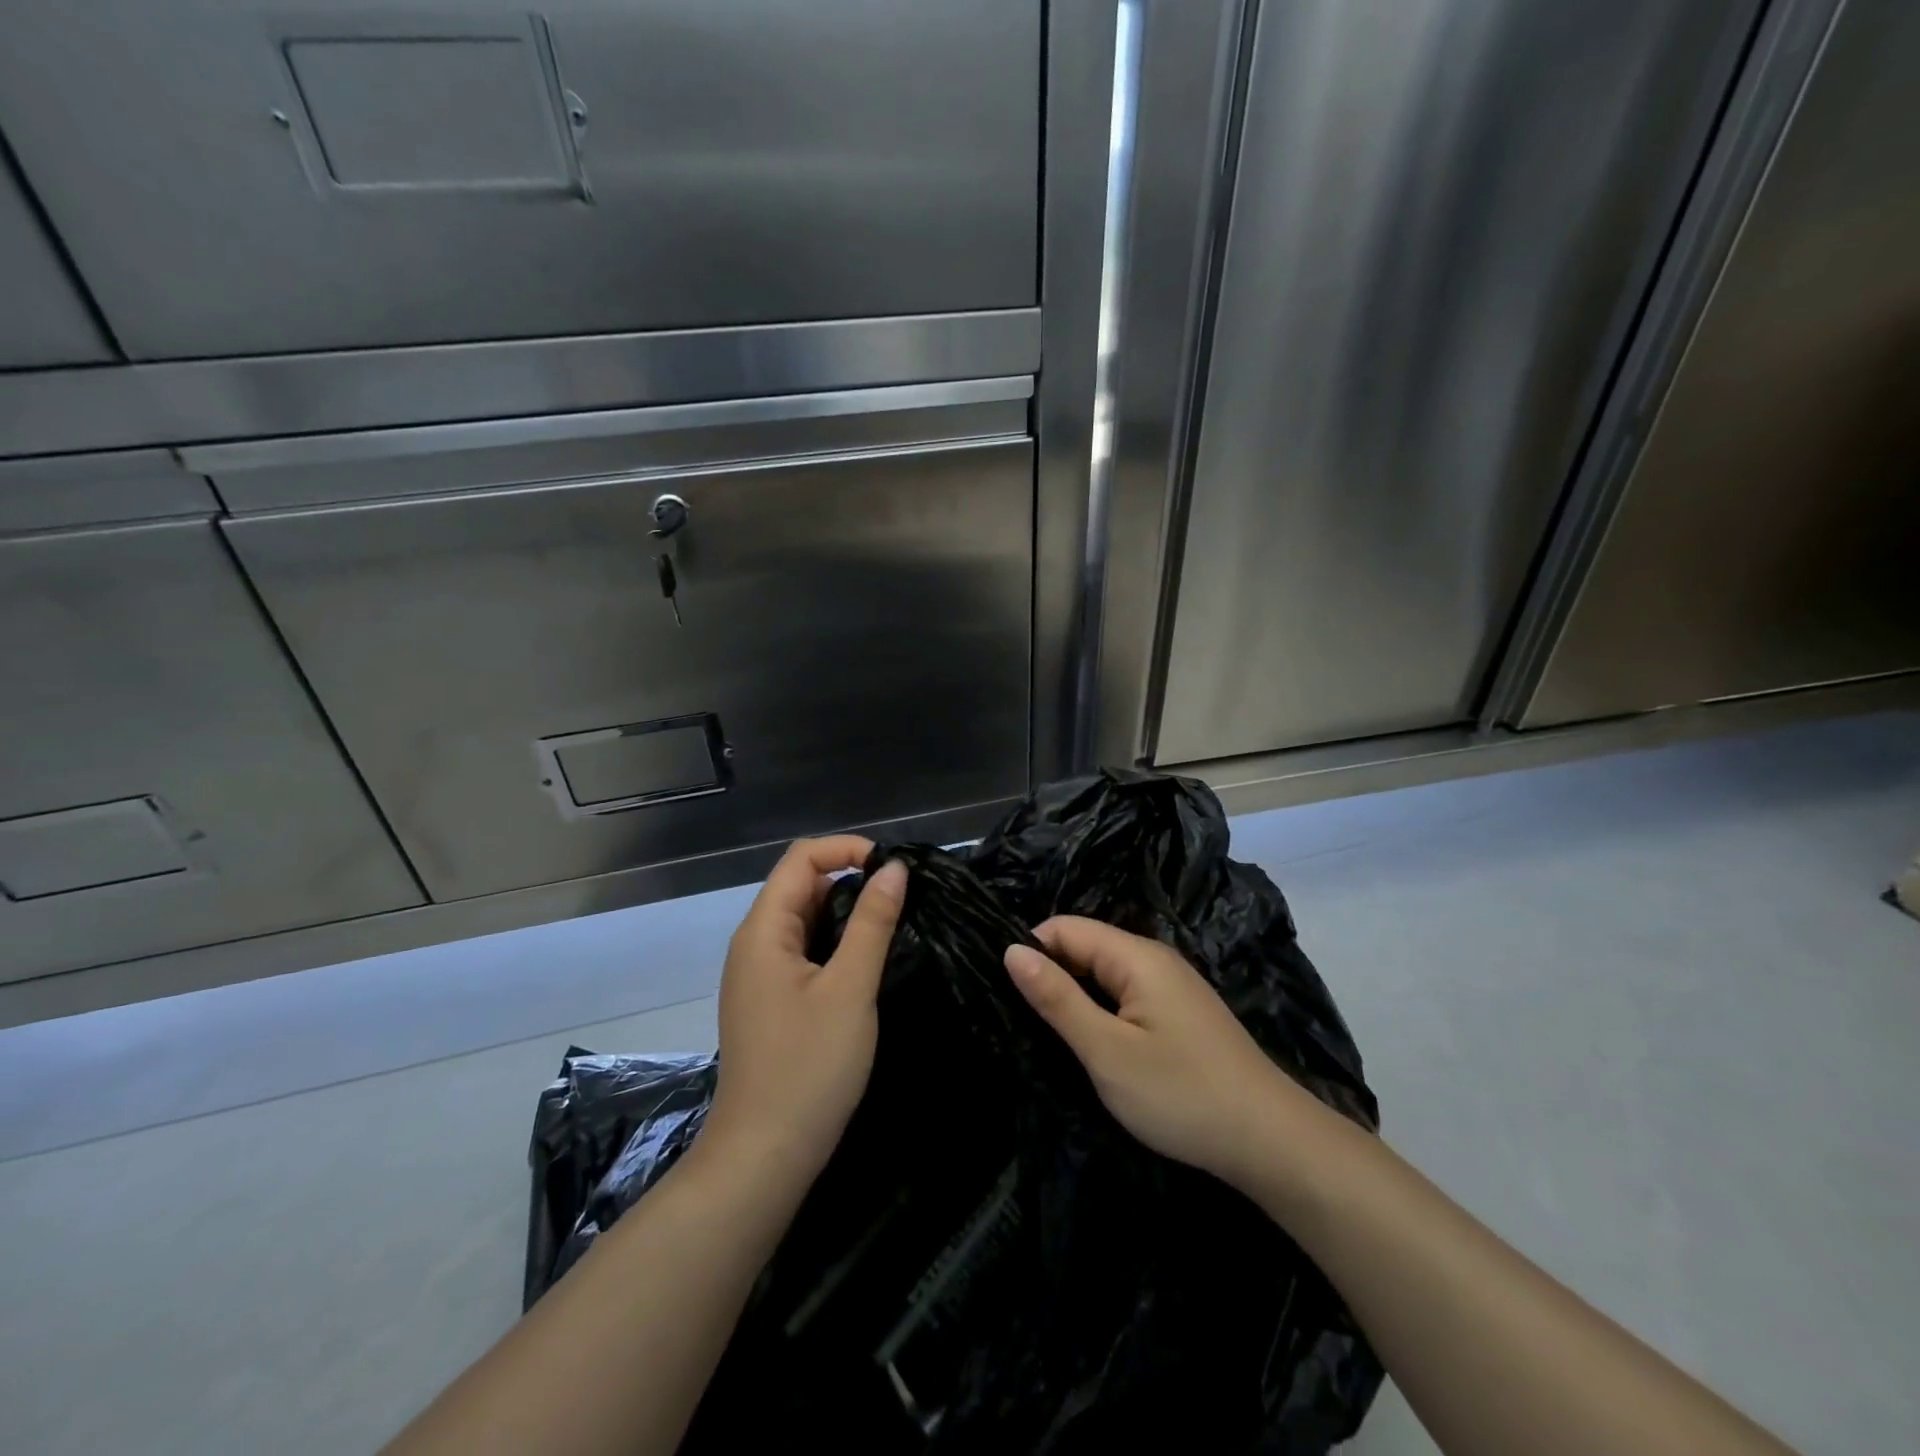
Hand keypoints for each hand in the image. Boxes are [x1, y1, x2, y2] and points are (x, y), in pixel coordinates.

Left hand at [700, 837, 906, 1186]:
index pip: (802, 858)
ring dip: (847, 914)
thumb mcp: (850, 989)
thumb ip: (873, 922)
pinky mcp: (771, 1000)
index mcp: (763, 930)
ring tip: (894, 925)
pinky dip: (836, 943)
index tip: (895, 869)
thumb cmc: (809, 1068)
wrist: (763, 1157)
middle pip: (802, 885)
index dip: (848, 849)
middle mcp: (754, 943)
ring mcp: (759, 974)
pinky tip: (868, 962)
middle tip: (904, 899)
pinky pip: (803, 950)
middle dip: (852, 880)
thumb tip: (894, 868)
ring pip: (805, 919)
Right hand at [1004, 916, 1307, 1186]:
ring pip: (1105, 974)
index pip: (1065, 927)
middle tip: (1022, 1022)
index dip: (1032, 952)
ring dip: (1076, 997)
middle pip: (1086, 947)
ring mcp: (1172, 986)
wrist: (1272, 1142)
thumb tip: (1012, 951)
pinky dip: (1102, 1012)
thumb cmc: (1181, 1094)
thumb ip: (1057, 998)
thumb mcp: (1106, 1050)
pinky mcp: (1181, 1013)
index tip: (1006, 993)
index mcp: (1136, 956)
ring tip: (1049, 1036)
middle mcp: (1155, 958)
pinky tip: (1094, 1045)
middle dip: (1051, 976)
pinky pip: (1127, 995)